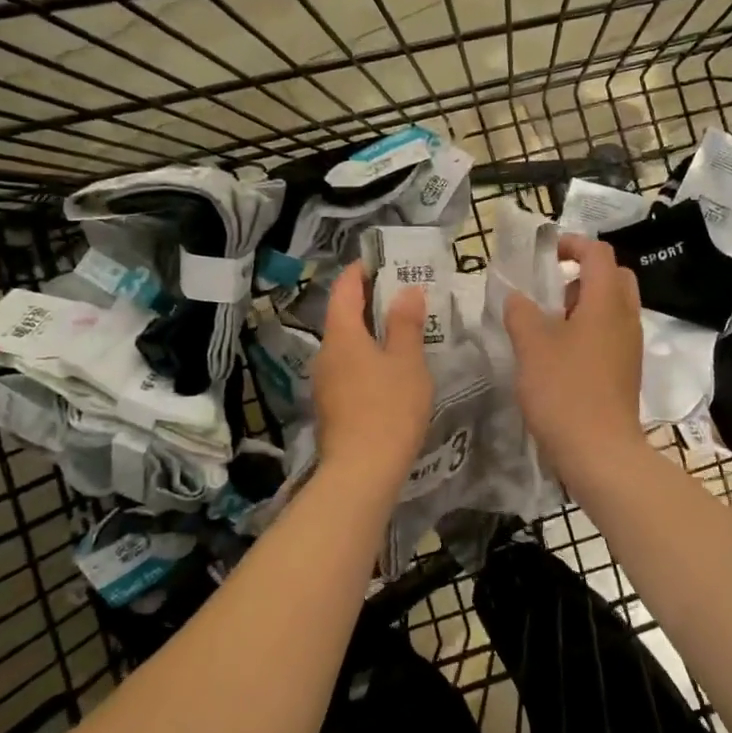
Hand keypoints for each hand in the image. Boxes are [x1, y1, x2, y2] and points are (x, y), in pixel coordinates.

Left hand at [313, 264, 433, 486]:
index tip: (380, 262)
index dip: (360, 272)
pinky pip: (348, 369)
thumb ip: (406, 323)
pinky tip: (388, 371)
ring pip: (346, 346)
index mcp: (341, 335)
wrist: (361, 471)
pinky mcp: (331, 406)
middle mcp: (325, 353)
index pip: (344, 289)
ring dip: (368, 334)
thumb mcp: (407, 361)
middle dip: (369, 303)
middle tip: (401, 296)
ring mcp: (324, 382)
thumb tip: (406, 290)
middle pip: (343, 317)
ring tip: (400, 332)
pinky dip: (366, 359)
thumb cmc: (388, 408)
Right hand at [503, 234, 646, 478]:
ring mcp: (629, 346)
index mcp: (606, 302)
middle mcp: (626, 317)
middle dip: (583, 273)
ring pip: (612, 307)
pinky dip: (588, 329)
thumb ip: (521, 312)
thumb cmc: (564, 390)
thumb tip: (517, 298)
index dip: (572, 244)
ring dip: (584, 304)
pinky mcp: (625, 370)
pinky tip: (559, 354)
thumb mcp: (531, 345)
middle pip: (613, 277)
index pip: (598, 253)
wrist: (599, 450)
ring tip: (548, 324)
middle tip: (551, 289)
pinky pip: (610, 333)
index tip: (545, 254)